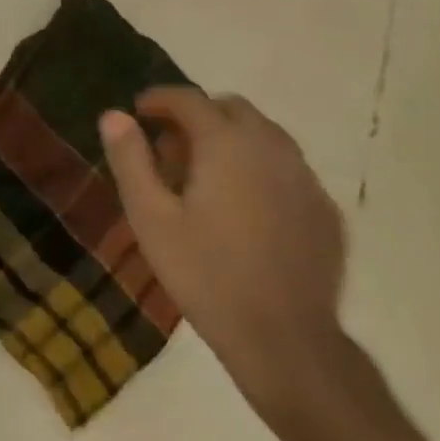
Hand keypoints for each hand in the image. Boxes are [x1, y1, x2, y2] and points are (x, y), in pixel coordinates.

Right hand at [99, 89, 346, 422]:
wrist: (286, 342)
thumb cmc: (207, 275)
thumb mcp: (151, 218)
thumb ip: (130, 159)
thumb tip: (114, 115)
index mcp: (226, 142)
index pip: (189, 98)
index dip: (159, 99)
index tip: (139, 111)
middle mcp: (271, 146)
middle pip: (230, 109)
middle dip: (197, 117)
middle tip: (171, 150)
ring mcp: (304, 177)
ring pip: (263, 136)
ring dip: (231, 140)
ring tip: (207, 179)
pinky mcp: (325, 209)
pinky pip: (287, 169)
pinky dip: (260, 170)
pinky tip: (246, 210)